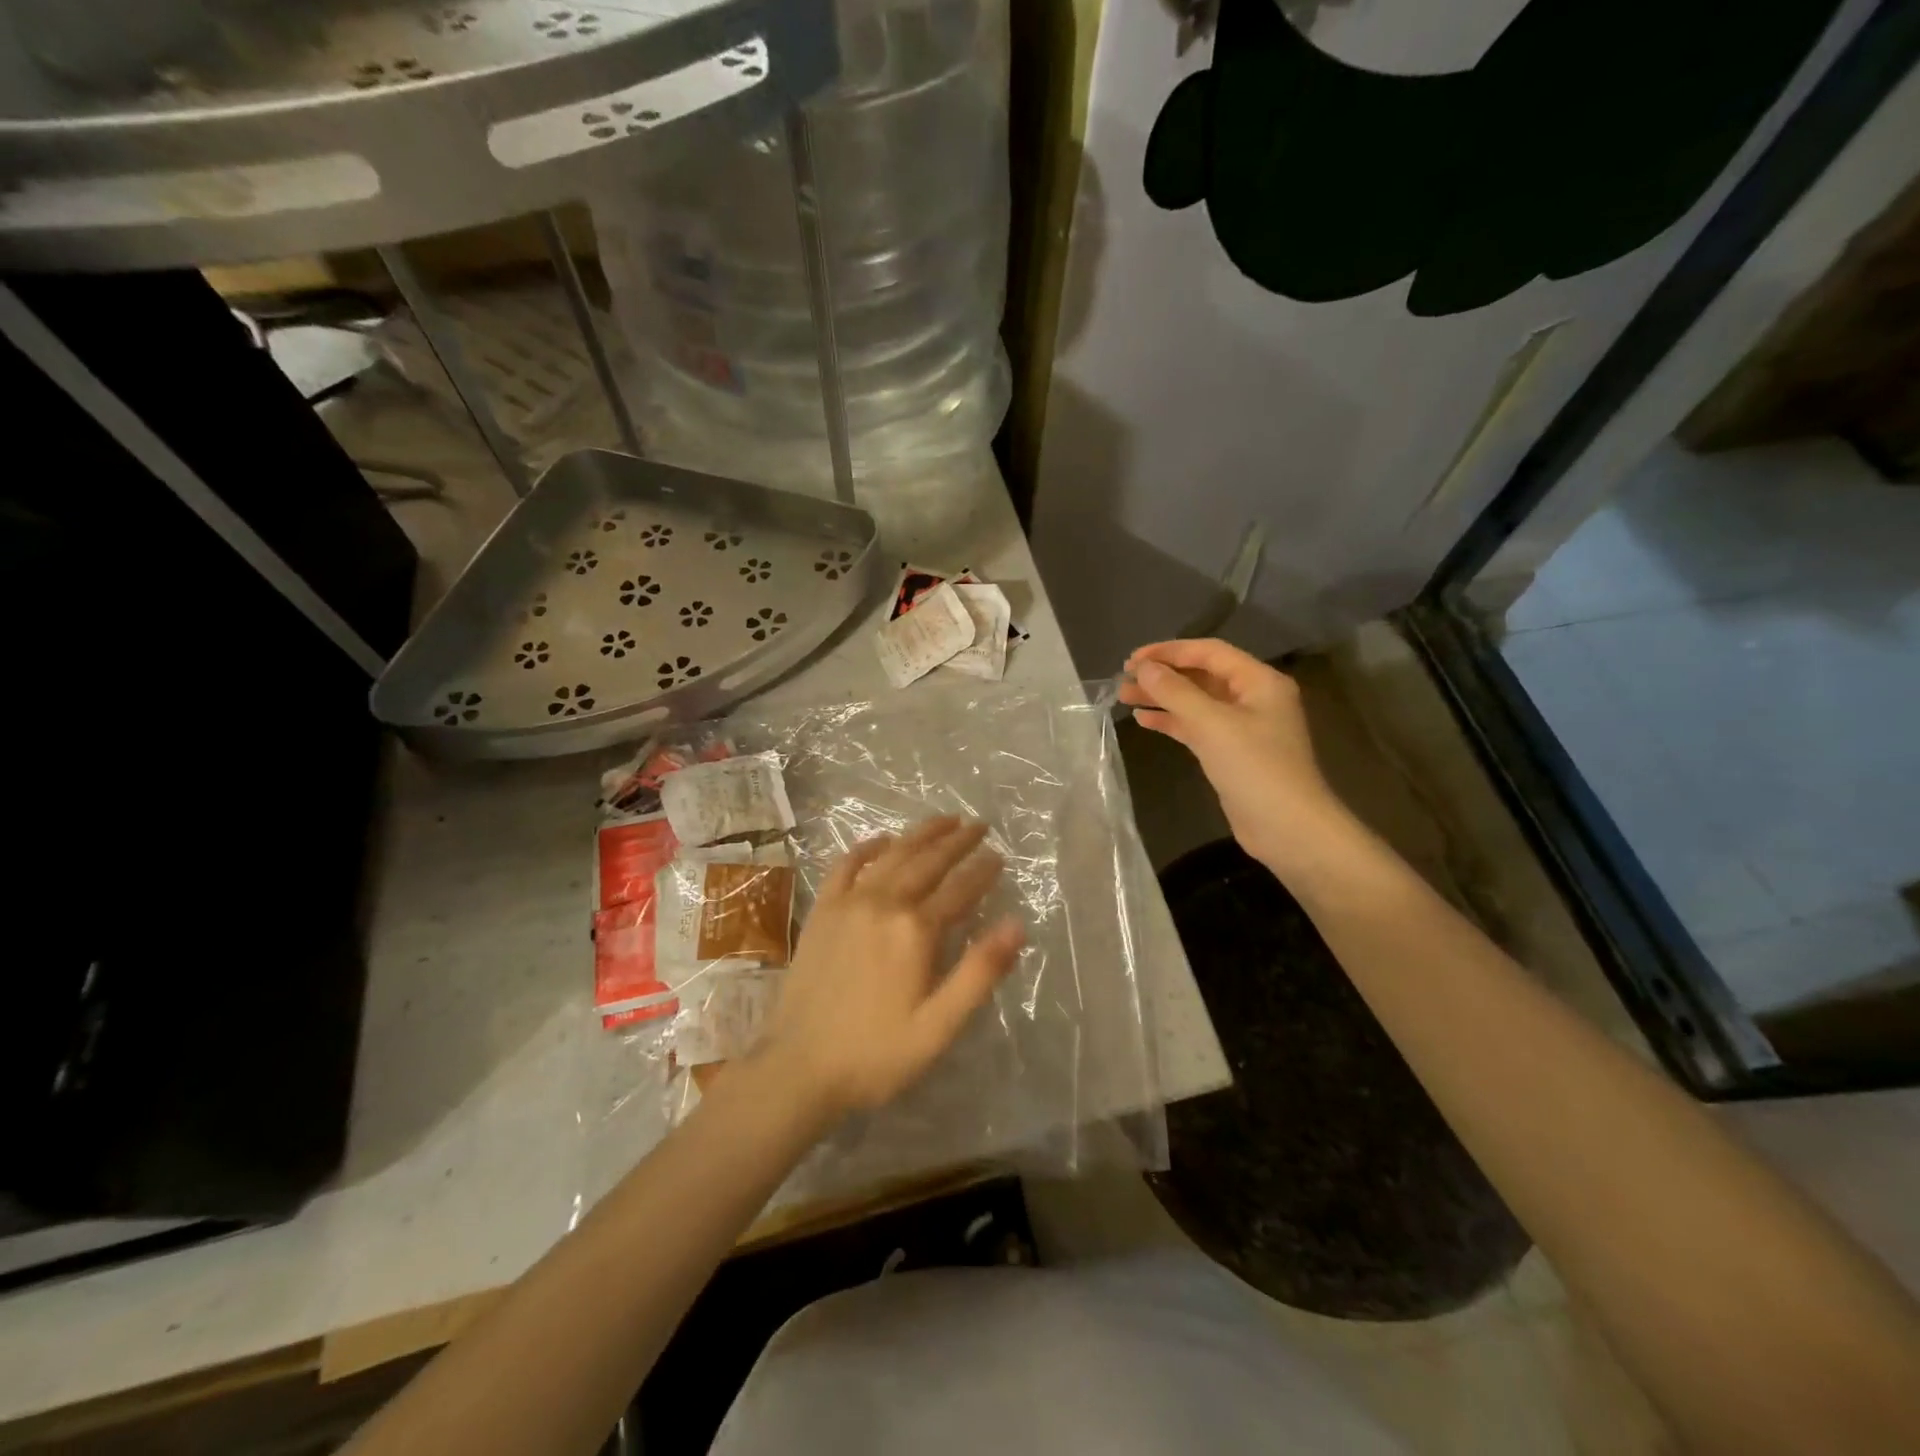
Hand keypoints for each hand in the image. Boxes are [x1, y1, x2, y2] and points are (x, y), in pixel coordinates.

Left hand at [757, 817, 1024, 1120]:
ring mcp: (848, 903)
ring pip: (893, 854)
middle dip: (958, 841)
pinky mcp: (822, 911)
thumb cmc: (876, 1054)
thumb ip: (979, 973)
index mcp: (916, 930)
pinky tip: (881, 840)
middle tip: (980, 825)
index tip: (1000, 855)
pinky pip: (847, 866)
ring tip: (945, 820)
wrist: (798, 1068)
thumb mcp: (938, 1027)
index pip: (960, 888)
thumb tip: (1016, 925)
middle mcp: (884, 903)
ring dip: (921, 834)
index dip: (983, 870)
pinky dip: (867, 847)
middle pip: (928, 861)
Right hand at [1118, 638, 1350, 877]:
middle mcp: (1253, 698)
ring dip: (1163, 698)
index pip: (1209, 652)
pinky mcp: (1231, 752)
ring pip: (1196, 702)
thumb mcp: (1212, 724)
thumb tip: (1144, 668)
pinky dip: (1172, 722)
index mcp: (1259, 681)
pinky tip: (1144, 720)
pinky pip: (1197, 727)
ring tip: (1125, 697)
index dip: (1169, 651)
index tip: (1133, 659)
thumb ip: (1175, 692)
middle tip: (1124, 678)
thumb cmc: (1255, 768)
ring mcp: (1243, 727)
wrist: (1287, 828)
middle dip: (1163, 675)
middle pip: (1201, 676)